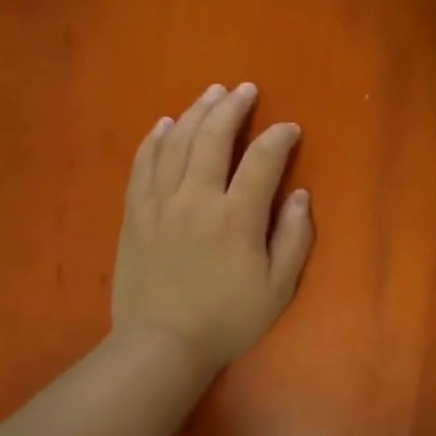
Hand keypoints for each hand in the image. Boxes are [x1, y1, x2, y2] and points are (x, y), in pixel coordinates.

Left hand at [111, 82, 314, 373]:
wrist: (160, 345)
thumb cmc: (226, 320)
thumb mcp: (276, 289)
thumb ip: (293, 239)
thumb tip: (300, 195)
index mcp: (237, 217)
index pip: (263, 160)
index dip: (279, 138)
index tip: (289, 129)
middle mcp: (197, 198)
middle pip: (214, 136)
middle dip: (232, 107)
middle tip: (245, 89)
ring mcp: (160, 202)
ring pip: (177, 142)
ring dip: (196, 112)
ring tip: (211, 93)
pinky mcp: (135, 212)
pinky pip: (143, 164)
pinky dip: (155, 139)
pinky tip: (165, 124)